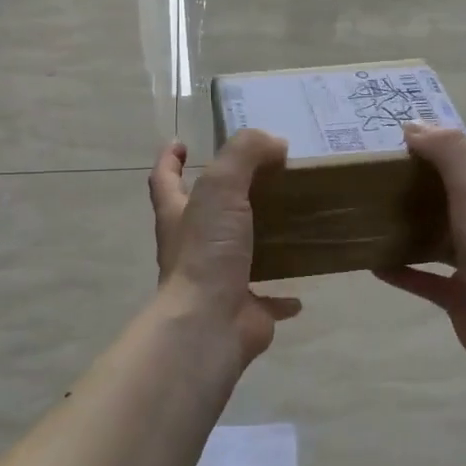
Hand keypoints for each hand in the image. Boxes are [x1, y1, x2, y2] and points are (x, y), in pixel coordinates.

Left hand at [148, 131, 301, 365]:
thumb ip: (245, 155)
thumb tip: (274, 143)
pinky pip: (266, 301)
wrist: (209, 323)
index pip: (165, 179)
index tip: (181, 144)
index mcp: (178, 216)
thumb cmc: (207, 251)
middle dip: (220, 199)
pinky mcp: (243, 310)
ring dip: (254, 243)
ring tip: (284, 226)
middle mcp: (192, 248)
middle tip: (255, 179)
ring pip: (235, 256)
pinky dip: (281, 298)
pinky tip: (300, 293)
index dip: (170, 160)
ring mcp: (216, 281)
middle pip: (201, 216)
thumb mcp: (222, 187)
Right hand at [375, 124, 465, 372]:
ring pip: (438, 234)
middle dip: (419, 180)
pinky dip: (402, 269)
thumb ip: (449, 153)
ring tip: (373, 213)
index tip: (401, 138)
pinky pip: (424, 276)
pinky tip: (374, 264)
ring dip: (409, 225)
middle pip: (453, 192)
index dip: (442, 140)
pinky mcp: (459, 292)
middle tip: (378, 173)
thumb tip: (415, 127)